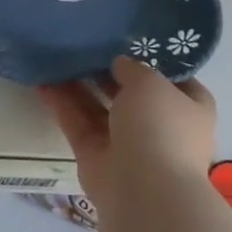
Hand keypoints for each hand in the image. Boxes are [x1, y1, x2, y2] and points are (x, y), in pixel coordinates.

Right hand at [36, 56, 217, 218]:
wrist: (143, 189)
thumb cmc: (160, 127)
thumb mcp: (150, 82)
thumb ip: (133, 68)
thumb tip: (119, 64)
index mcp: (190, 110)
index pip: (176, 81)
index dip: (155, 62)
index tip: (130, 42)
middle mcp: (160, 127)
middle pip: (131, 94)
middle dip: (109, 73)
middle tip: (85, 44)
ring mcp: (127, 144)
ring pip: (99, 108)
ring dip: (79, 85)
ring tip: (57, 56)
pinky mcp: (95, 156)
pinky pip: (77, 123)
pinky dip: (61, 104)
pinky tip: (41, 80)